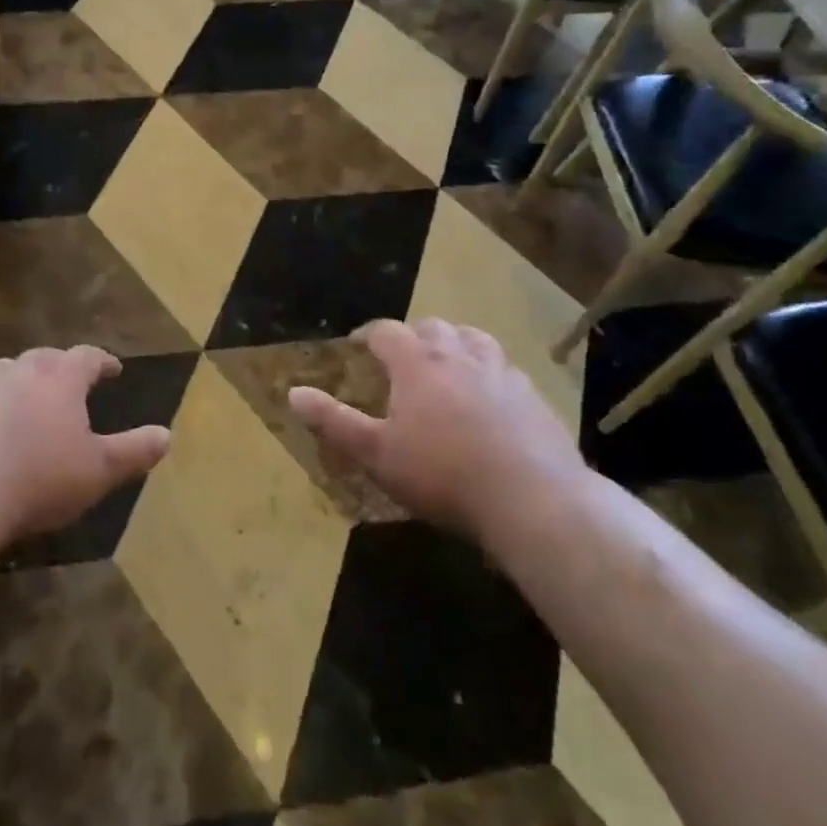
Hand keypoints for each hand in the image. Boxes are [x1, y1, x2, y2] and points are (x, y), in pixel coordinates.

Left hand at [0, 346, 169, 545]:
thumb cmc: (41, 478)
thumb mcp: (99, 471)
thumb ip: (134, 451)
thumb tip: (167, 435)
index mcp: (60, 378)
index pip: (88, 356)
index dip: (103, 362)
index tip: (114, 369)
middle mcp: (21, 372)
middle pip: (45, 358)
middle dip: (61, 367)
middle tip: (71, 382)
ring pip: (7, 373)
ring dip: (22, 381)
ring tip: (30, 399)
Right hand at [288, 319, 583, 537]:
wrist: (533, 498)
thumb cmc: (443, 474)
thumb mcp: (377, 454)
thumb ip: (334, 421)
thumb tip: (293, 393)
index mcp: (417, 363)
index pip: (386, 332)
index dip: (368, 334)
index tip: (358, 344)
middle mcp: (459, 355)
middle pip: (432, 327)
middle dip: (413, 336)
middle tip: (402, 358)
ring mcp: (501, 371)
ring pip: (474, 338)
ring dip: (455, 343)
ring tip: (448, 364)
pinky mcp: (533, 395)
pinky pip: (506, 368)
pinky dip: (489, 371)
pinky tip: (491, 397)